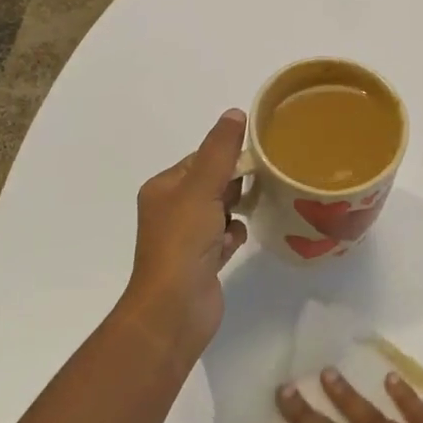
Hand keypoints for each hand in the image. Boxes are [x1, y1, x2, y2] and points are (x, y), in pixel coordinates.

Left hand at [122, 109, 247, 357]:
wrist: (174, 309)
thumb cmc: (183, 242)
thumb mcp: (202, 187)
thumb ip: (220, 150)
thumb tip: (235, 112)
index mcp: (164, 188)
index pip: (201, 159)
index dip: (227, 156)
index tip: (256, 157)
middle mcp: (171, 210)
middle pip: (214, 183)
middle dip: (235, 184)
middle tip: (258, 185)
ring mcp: (186, 238)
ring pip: (222, 210)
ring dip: (236, 212)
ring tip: (250, 213)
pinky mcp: (202, 262)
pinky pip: (225, 236)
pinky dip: (234, 237)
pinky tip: (237, 243)